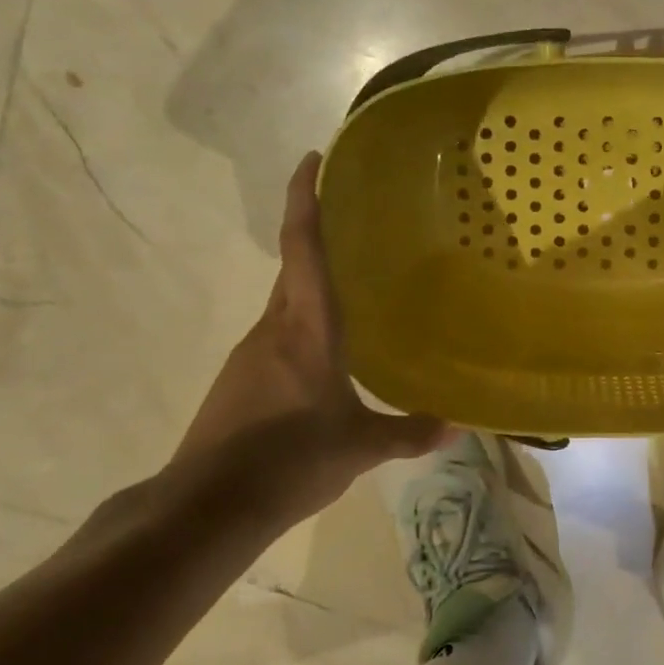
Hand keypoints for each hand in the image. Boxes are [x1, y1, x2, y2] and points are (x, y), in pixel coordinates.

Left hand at [173, 152, 446, 522]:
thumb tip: (457, 426)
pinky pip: (278, 336)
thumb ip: (408, 432)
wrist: (207, 506)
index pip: (302, 247)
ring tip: (355, 289)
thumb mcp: (358, 446)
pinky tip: (327, 354)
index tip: (312, 158)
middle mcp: (273, 328)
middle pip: (293, 267)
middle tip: (358, 222)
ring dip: (312, 287)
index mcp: (305, 327)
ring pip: (286, 304)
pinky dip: (302, 326)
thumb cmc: (289, 459)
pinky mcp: (239, 380)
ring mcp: (250, 354)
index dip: (305, 198)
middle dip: (317, 236)